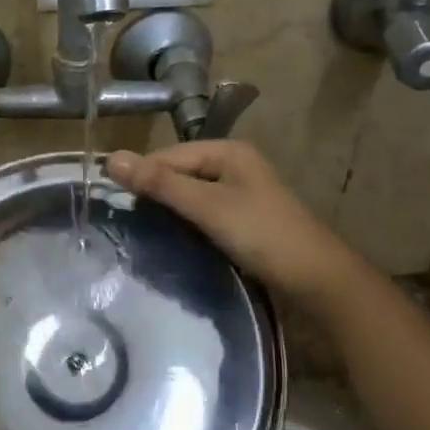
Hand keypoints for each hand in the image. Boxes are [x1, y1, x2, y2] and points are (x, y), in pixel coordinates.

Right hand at [106, 141, 362, 303]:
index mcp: (226, 151)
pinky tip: (172, 238)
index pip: (166, 156)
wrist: (318, 279)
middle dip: (153, 193)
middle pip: (177, 172)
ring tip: (143, 232)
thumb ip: (159, 183)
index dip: (141, 176)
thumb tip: (111, 159)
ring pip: (188, 193)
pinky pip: (201, 210)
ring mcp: (239, 190)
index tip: (113, 205)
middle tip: (125, 222)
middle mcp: (232, 163)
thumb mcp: (206, 206)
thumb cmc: (261, 234)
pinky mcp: (241, 216)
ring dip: (167, 209)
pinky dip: (185, 221)